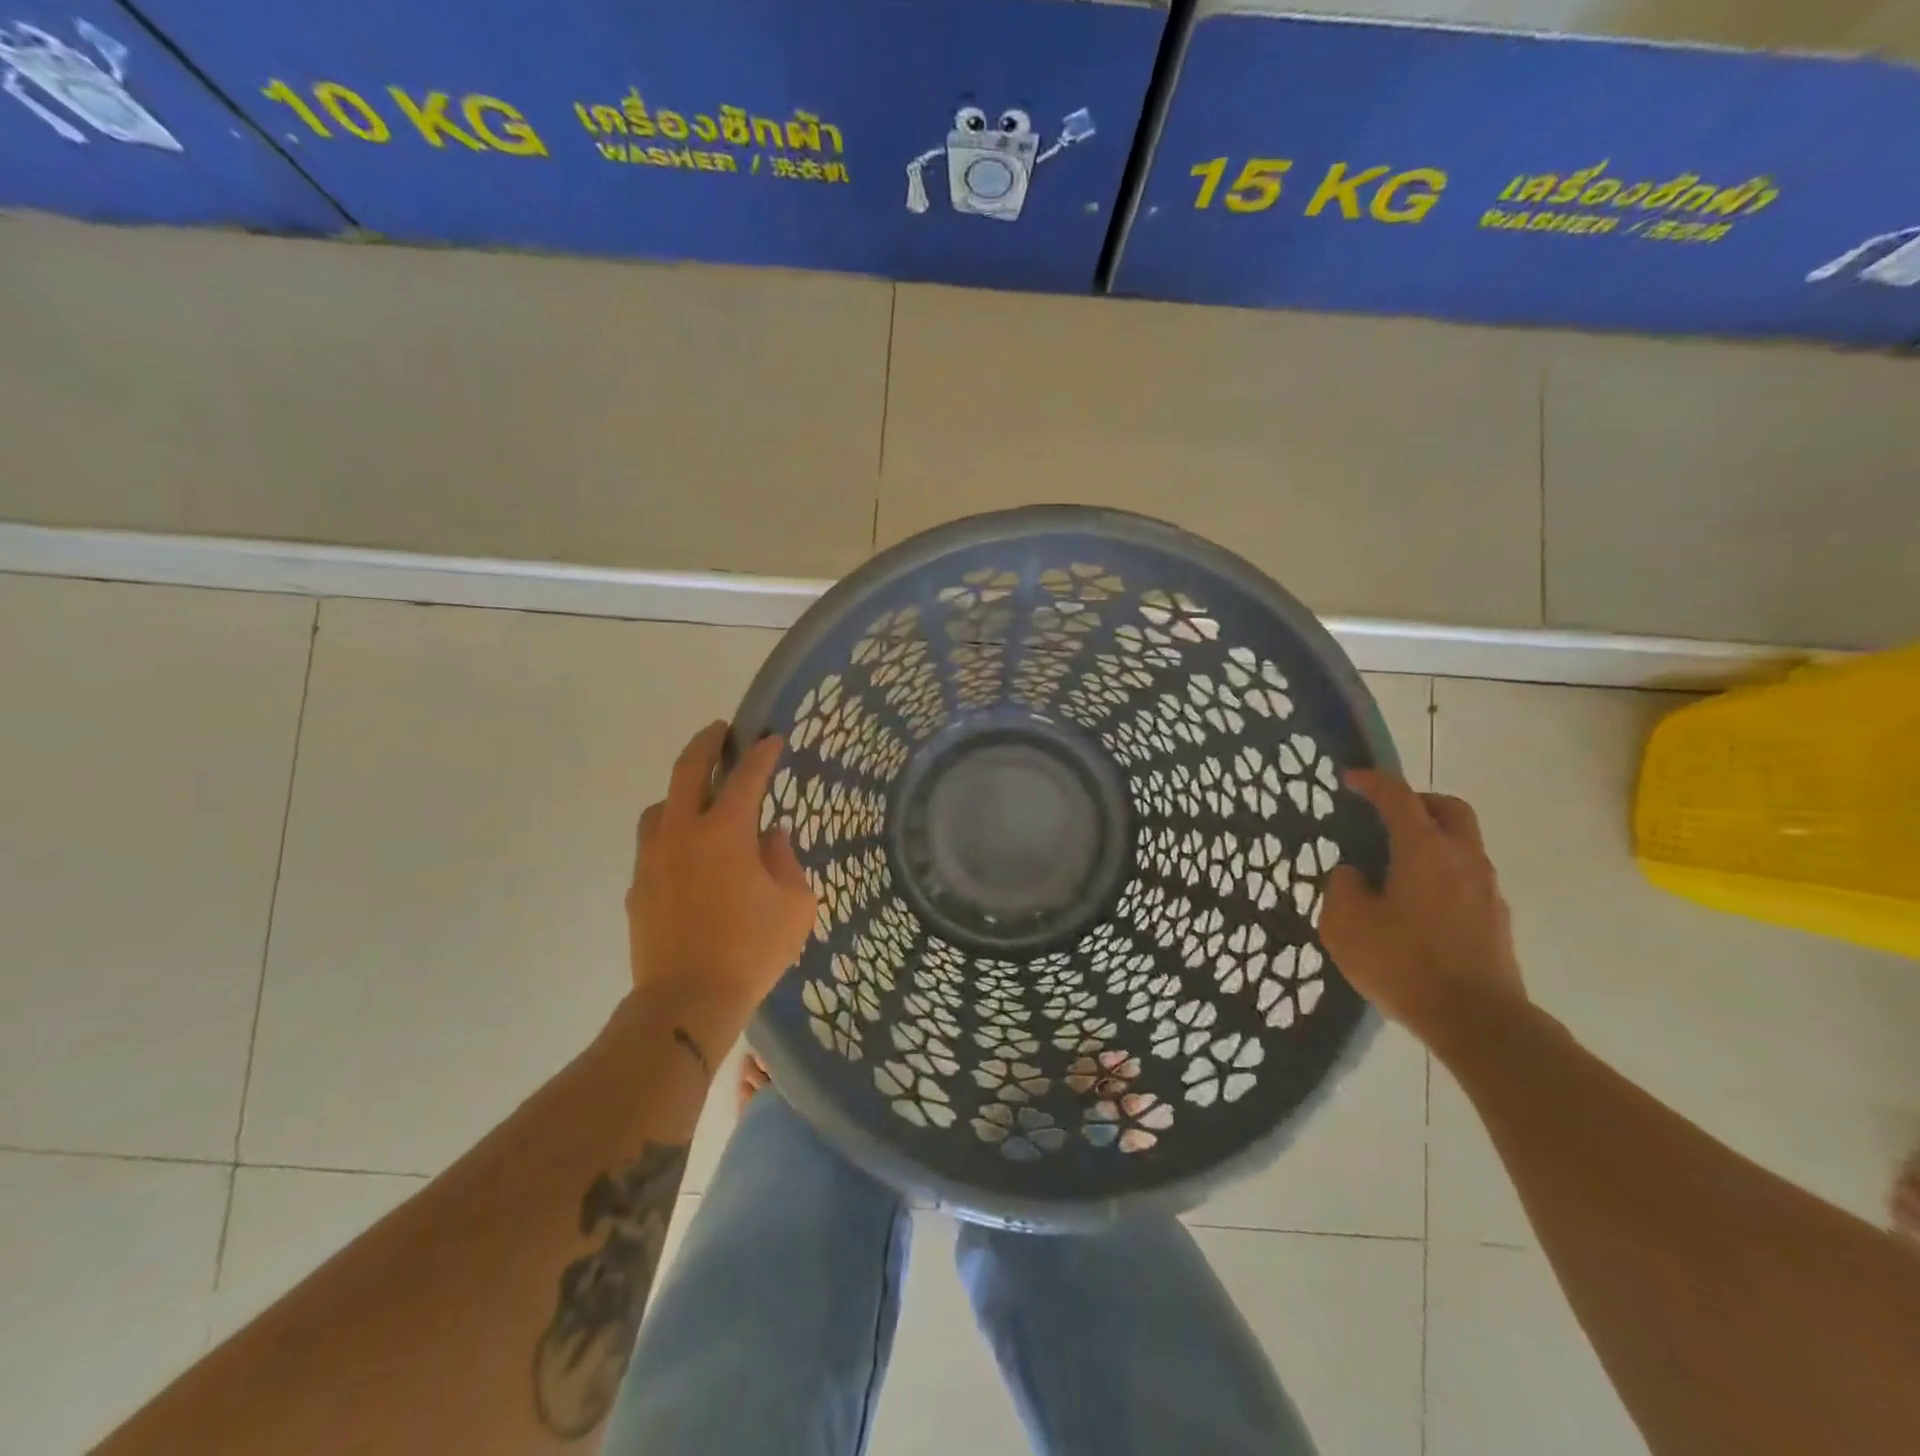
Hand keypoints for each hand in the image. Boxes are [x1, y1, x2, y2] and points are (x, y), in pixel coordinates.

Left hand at [625, 722, 816, 1056]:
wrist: (686, 1002)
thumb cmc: (751, 951)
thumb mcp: (795, 906)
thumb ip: (786, 861)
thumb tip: (771, 838)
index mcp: (725, 832)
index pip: (746, 777)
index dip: (762, 754)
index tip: (772, 739)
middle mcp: (682, 833)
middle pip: (687, 770)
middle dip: (706, 743)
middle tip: (720, 730)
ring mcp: (653, 859)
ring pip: (660, 806)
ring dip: (680, 792)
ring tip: (699, 799)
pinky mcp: (637, 887)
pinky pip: (653, 845)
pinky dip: (671, 835)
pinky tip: (688, 857)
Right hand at [1320, 770, 1526, 1051]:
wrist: (1476, 1021)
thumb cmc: (1403, 963)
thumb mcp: (1345, 924)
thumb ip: (1343, 888)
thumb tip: (1354, 874)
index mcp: (1424, 850)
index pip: (1399, 798)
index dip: (1372, 782)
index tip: (1350, 779)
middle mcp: (1462, 859)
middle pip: (1449, 809)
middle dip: (1417, 802)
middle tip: (1387, 815)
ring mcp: (1486, 890)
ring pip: (1462, 844)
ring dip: (1431, 840)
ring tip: (1395, 866)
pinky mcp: (1496, 920)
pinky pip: (1467, 878)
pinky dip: (1442, 873)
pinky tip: (1416, 904)